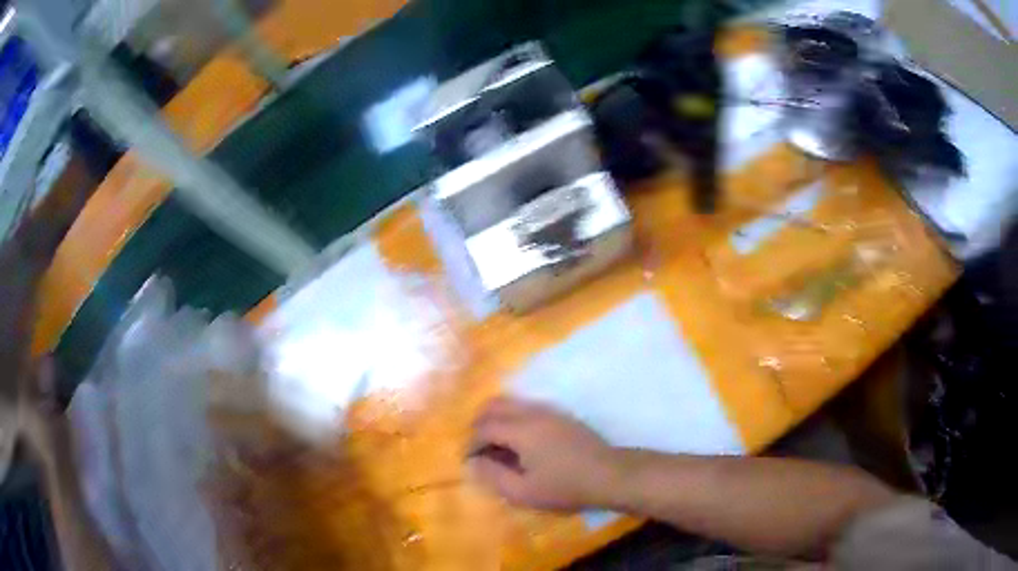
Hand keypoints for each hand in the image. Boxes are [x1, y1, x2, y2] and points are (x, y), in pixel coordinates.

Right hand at [468, 397, 619, 510]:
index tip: (469, 461)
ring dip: (497, 419)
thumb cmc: (565, 487)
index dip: (470, 443)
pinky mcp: (561, 415)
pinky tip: (520, 443)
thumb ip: (493, 476)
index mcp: (521, 430)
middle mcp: (532, 412)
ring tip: (497, 447)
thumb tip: (472, 462)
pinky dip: (513, 419)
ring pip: (512, 403)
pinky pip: (527, 407)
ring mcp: (549, 410)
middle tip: (478, 448)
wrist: (609, 475)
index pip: (484, 427)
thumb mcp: (523, 492)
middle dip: (479, 424)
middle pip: (494, 404)